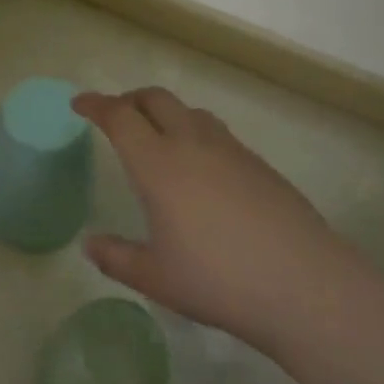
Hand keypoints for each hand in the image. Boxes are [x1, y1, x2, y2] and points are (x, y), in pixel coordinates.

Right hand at [74, 88, 348, 352]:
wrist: (303, 284)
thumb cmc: (218, 280)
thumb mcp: (156, 277)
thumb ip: (116, 257)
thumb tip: (89, 244)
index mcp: (158, 164)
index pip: (120, 117)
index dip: (96, 104)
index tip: (79, 104)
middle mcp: (192, 144)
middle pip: (155, 99)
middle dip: (129, 99)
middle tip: (115, 114)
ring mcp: (230, 150)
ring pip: (190, 111)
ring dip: (166, 112)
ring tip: (158, 135)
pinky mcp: (259, 164)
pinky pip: (217, 133)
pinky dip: (195, 132)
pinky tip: (201, 168)